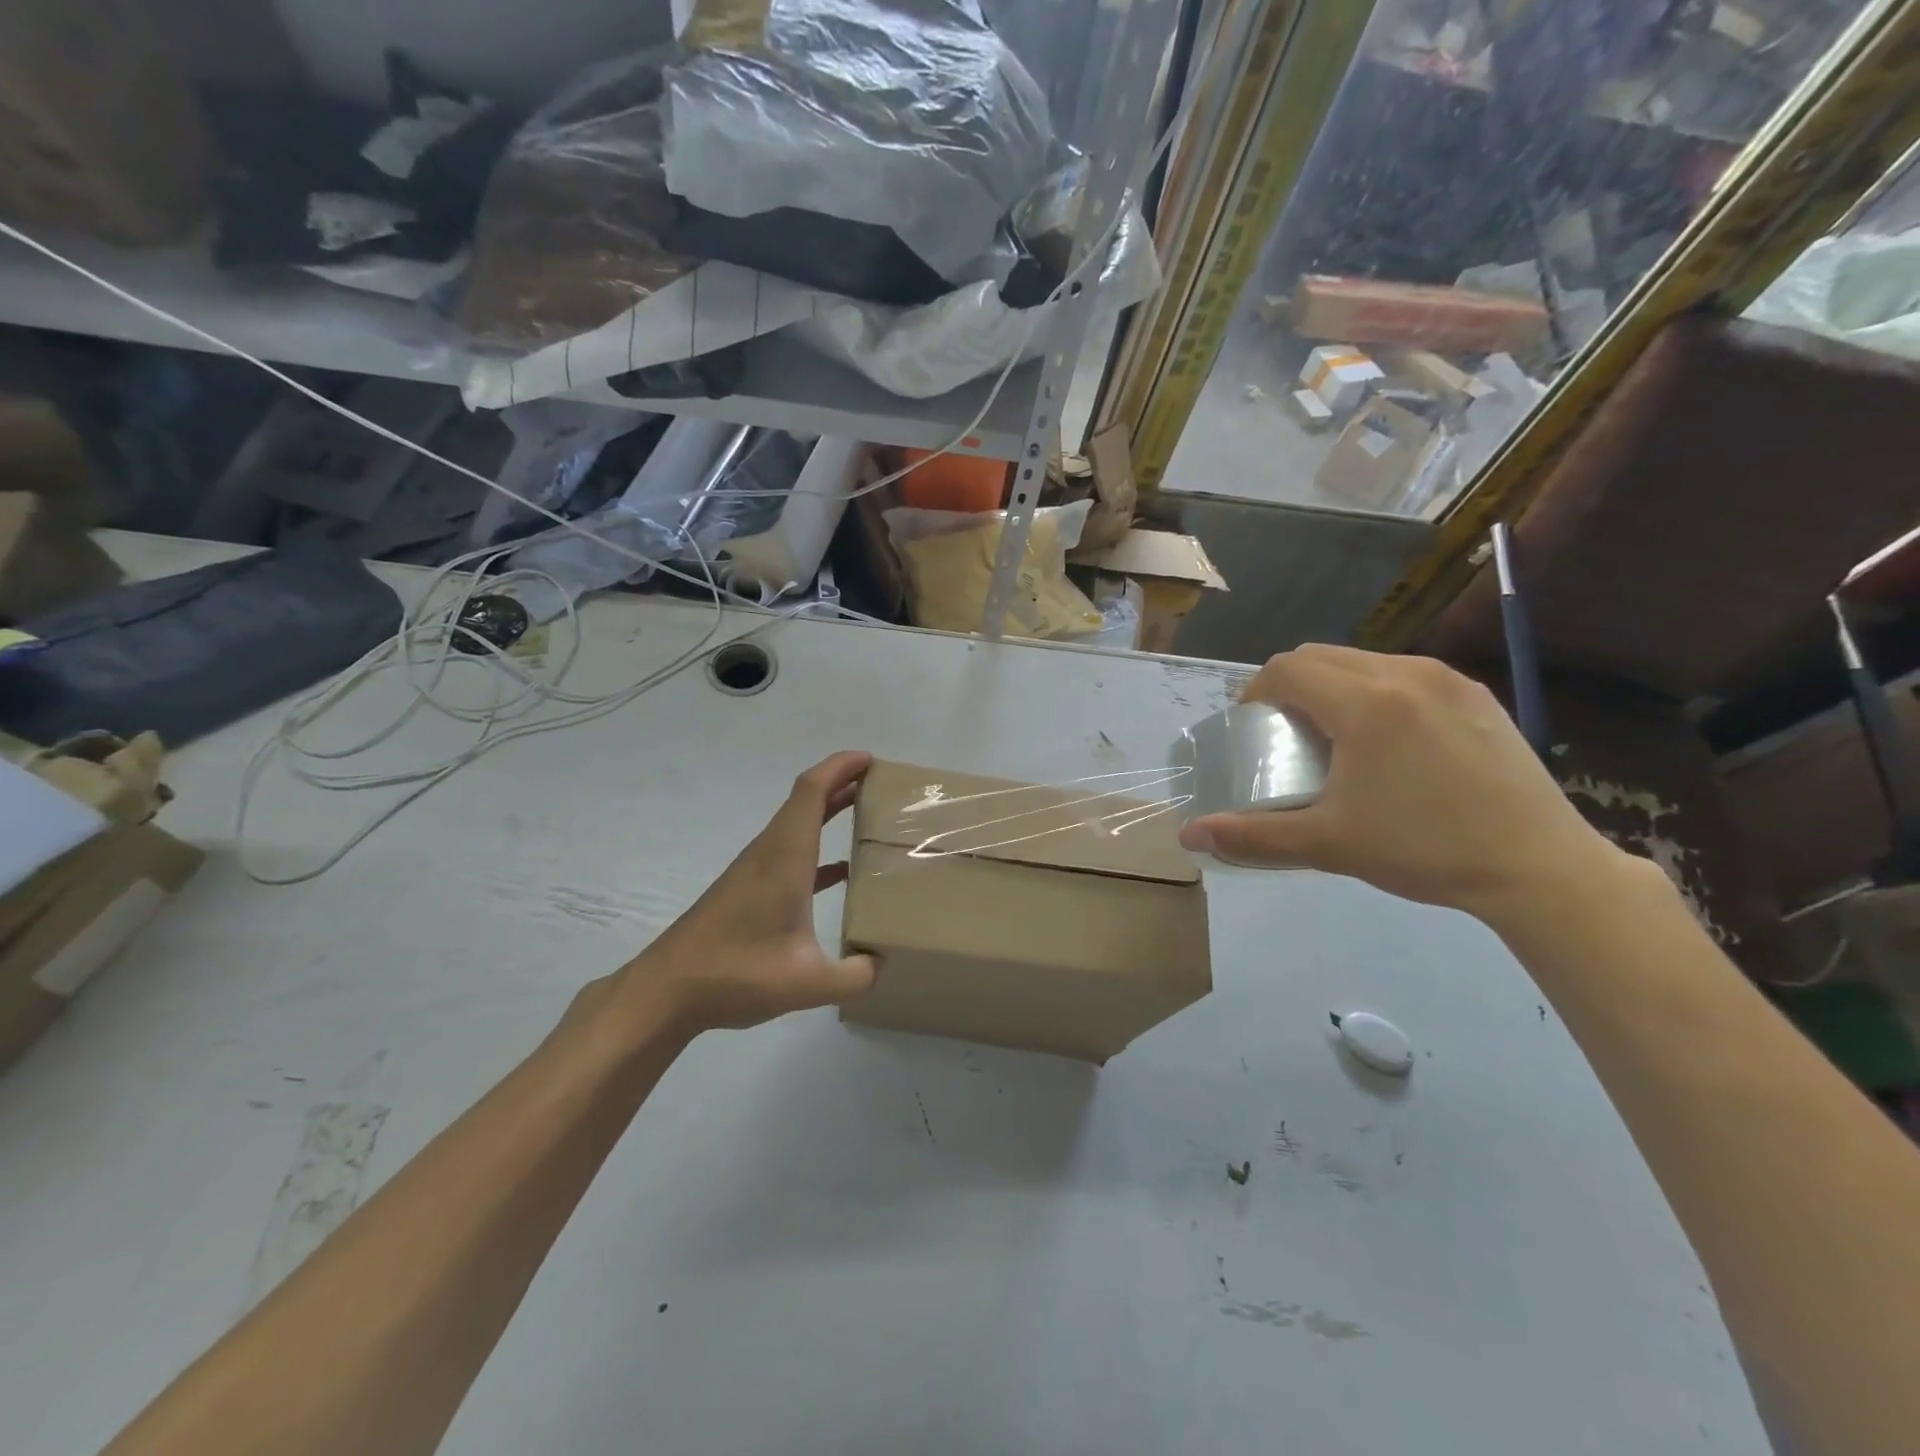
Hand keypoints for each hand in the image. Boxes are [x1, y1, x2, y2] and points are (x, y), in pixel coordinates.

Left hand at [612, 751, 879, 1033]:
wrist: (666, 991)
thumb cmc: (735, 973)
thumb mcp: (807, 983)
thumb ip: (855, 977)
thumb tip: (880, 965)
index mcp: (785, 857)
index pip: (812, 791)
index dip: (840, 767)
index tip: (870, 760)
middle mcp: (769, 853)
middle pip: (806, 801)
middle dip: (842, 783)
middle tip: (882, 785)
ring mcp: (755, 871)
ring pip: (797, 826)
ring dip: (829, 812)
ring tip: (867, 817)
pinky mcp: (747, 890)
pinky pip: (790, 853)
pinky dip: (817, 849)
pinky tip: (841, 871)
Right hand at [1178, 646, 1630, 923]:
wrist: (1539, 866)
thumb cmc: (1423, 850)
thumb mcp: (1328, 845)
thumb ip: (1252, 836)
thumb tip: (1189, 838)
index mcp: (1365, 703)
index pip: (1287, 669)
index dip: (1256, 693)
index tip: (1254, 729)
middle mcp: (1404, 674)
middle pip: (1320, 655)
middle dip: (1289, 685)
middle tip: (1286, 734)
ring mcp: (1447, 680)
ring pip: (1363, 660)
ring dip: (1333, 686)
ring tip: (1336, 737)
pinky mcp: (1477, 695)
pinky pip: (1404, 674)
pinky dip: (1376, 692)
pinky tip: (1390, 742)